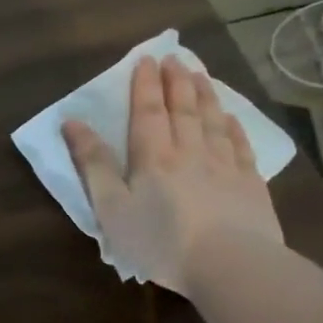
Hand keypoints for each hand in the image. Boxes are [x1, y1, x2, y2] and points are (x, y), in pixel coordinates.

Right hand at [61, 55, 283, 294]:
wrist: (231, 266)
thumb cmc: (160, 240)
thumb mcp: (111, 207)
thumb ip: (93, 164)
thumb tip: (72, 123)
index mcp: (152, 157)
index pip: (147, 111)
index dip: (145, 85)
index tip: (146, 59)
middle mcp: (189, 152)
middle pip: (182, 109)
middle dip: (176, 81)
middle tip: (175, 57)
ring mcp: (224, 166)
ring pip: (213, 121)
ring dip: (205, 95)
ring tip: (200, 74)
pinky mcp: (250, 185)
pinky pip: (241, 146)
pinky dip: (234, 127)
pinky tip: (231, 118)